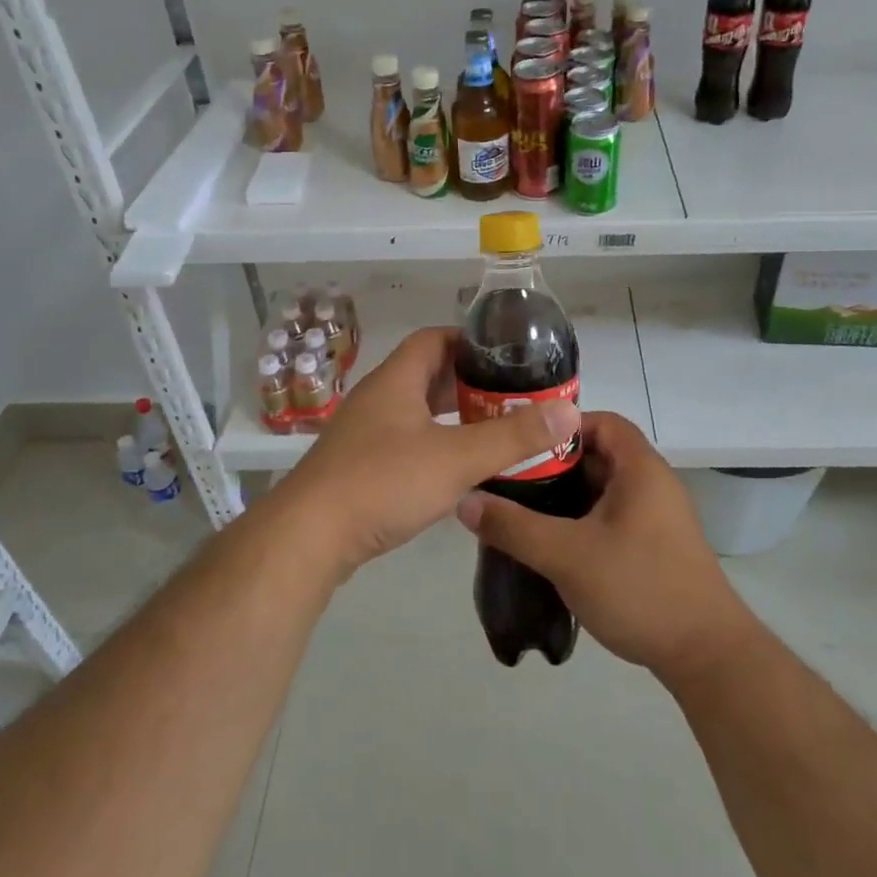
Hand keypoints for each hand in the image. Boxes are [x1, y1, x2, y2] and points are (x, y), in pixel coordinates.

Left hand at [272, 328, 580, 576]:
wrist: (309, 537)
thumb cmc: (383, 482)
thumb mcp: (457, 457)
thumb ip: (514, 436)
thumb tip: (568, 411)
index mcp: (396, 380)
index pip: (435, 339)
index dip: (471, 341)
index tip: (508, 356)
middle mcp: (377, 398)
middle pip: (427, 374)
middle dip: (469, 383)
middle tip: (512, 397)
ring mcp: (363, 433)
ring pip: (416, 411)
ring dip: (452, 416)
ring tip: (493, 430)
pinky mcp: (357, 466)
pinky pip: (404, 441)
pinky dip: (434, 444)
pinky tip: (455, 468)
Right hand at [456, 412, 759, 684]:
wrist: (707, 655)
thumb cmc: (639, 588)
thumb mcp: (567, 555)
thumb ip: (514, 527)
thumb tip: (465, 501)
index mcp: (640, 468)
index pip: (600, 421)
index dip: (561, 426)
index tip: (521, 445)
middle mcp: (653, 483)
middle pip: (598, 455)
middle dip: (554, 466)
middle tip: (511, 481)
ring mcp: (657, 517)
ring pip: (603, 490)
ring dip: (566, 498)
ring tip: (522, 512)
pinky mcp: (656, 546)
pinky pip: (613, 517)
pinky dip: (583, 521)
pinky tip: (553, 545)